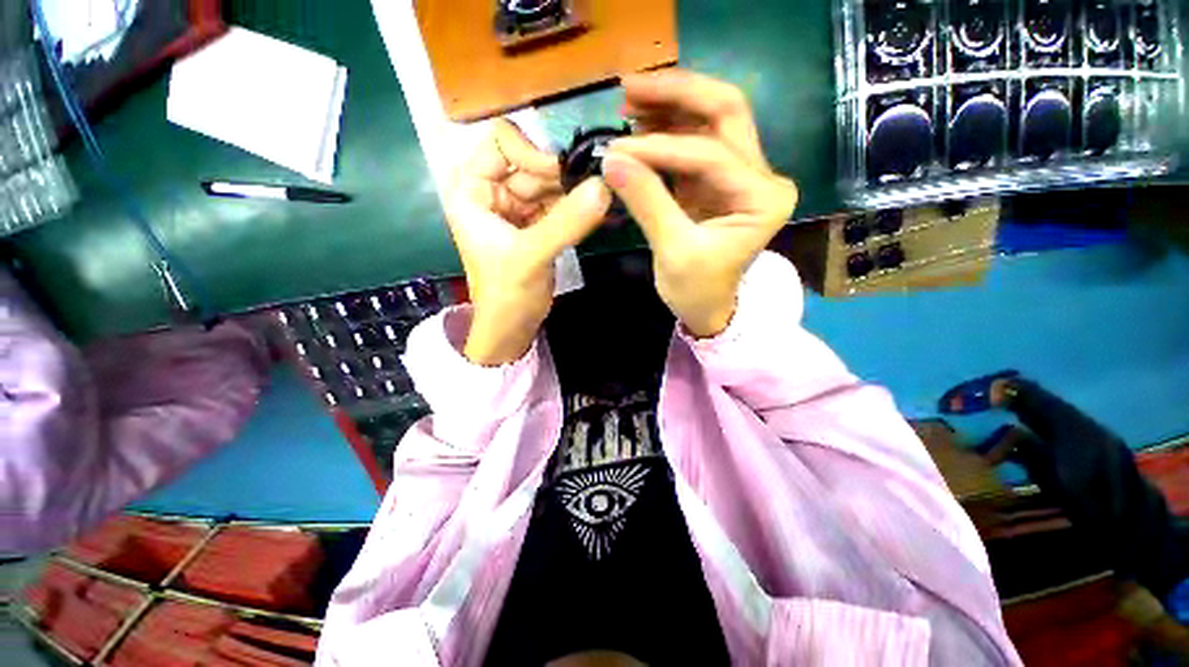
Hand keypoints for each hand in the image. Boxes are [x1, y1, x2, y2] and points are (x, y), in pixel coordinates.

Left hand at [446, 119, 611, 364]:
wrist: (512, 327)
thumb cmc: (506, 293)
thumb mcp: (530, 256)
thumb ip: (565, 223)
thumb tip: (603, 186)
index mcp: (473, 190)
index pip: (500, 144)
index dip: (532, 153)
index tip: (561, 176)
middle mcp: (493, 192)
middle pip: (532, 165)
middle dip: (562, 177)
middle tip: (595, 188)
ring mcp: (517, 209)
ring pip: (549, 185)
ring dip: (575, 192)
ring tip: (602, 199)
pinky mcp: (537, 225)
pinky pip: (559, 205)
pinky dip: (577, 208)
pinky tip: (599, 211)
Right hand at [602, 70, 797, 337]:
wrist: (708, 308)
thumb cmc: (697, 291)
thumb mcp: (673, 251)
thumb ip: (647, 202)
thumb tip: (611, 160)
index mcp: (763, 199)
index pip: (710, 156)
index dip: (661, 148)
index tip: (617, 149)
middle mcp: (762, 177)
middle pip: (726, 113)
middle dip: (678, 94)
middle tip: (630, 87)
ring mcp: (742, 175)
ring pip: (713, 120)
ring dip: (672, 105)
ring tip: (629, 100)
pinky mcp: (719, 181)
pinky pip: (696, 143)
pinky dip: (668, 130)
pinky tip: (640, 125)